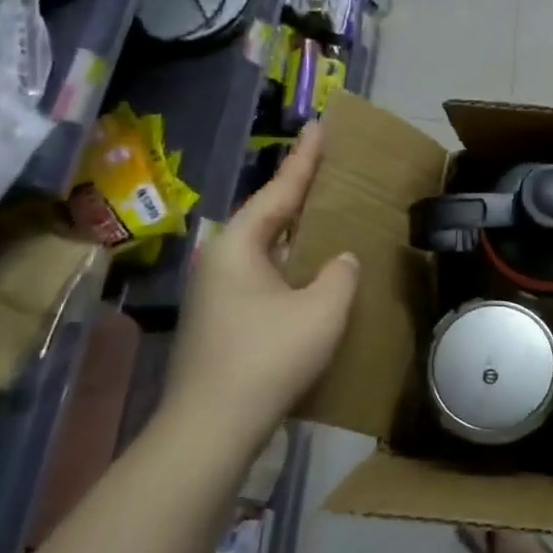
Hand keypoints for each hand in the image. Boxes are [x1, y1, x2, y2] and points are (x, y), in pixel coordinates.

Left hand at [159, 124, 358, 453]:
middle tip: (328, 168)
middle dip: (299, 193)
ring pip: (265, 249)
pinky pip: (263, 277)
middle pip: (268, 216)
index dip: (305, 159)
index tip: (318, 125)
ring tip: (325, 216)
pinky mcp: (221, 321)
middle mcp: (221, 261)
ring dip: (295, 233)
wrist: (212, 427)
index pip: (280, 191)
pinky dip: (290, 265)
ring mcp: (217, 293)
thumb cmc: (268, 357)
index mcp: (240, 246)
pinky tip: (310, 275)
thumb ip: (340, 274)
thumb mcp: (322, 310)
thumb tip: (340, 261)